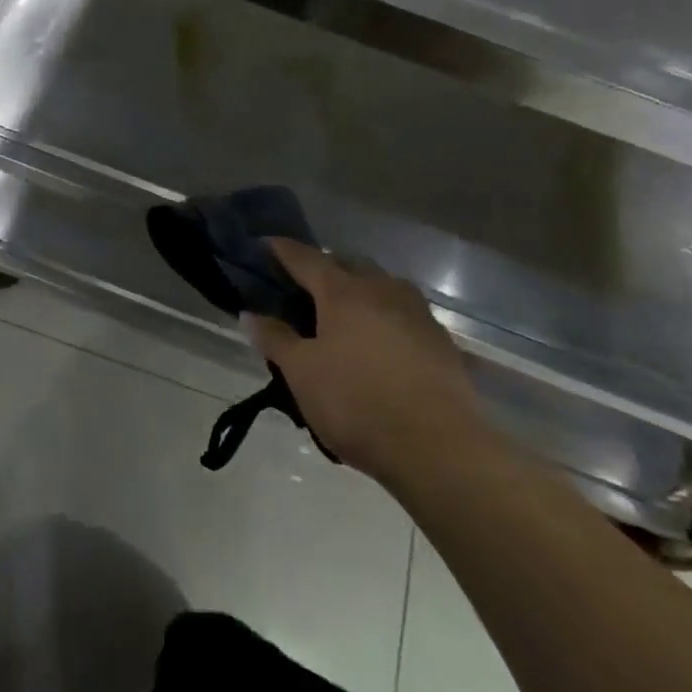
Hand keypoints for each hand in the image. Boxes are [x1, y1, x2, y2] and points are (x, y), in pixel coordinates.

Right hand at [251, 239, 490, 486]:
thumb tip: (250, 313)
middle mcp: (381, 289)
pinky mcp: (441, 341)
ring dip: (360, 289)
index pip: (305, 258)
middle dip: (324, 268)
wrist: (439, 446)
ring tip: (344, 314)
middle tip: (302, 287)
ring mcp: (417, 312)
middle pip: (347, 264)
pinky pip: (404, 314)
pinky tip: (380, 343)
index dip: (281, 250)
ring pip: (382, 285)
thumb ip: (275, 339)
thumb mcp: (302, 374)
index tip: (263, 245)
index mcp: (343, 292)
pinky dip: (385, 317)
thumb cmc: (357, 403)